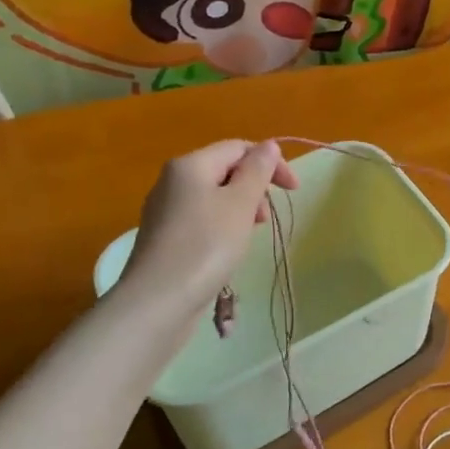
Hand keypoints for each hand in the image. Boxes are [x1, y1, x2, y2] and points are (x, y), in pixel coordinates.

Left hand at [120, 140, 298, 321]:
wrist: (156, 303)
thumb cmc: (205, 246)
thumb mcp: (241, 203)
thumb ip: (258, 170)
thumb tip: (268, 145)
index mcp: (190, 164)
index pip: (239, 148)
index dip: (271, 163)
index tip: (293, 191)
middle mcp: (172, 180)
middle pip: (225, 170)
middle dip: (254, 188)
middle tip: (265, 219)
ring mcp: (164, 210)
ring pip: (213, 197)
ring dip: (240, 209)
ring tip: (248, 237)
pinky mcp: (163, 238)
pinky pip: (200, 219)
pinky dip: (221, 226)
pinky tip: (226, 251)